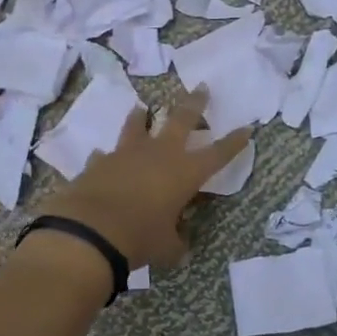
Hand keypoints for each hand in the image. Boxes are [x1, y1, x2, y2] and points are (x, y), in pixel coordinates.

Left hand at [35, 89, 249, 269]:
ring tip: (142, 109)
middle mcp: (159, 154)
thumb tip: (179, 247)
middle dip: (194, 104)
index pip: (218, 154)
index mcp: (185, 172)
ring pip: (137, 126)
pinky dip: (107, 157)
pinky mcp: (99, 162)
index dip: (234, 142)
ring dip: (141, 117)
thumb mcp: (166, 247)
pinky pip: (106, 155)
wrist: (90, 231)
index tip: (247, 128)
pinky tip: (103, 157)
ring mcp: (126, 153)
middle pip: (181, 119)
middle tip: (201, 88)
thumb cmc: (140, 238)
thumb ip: (176, 242)